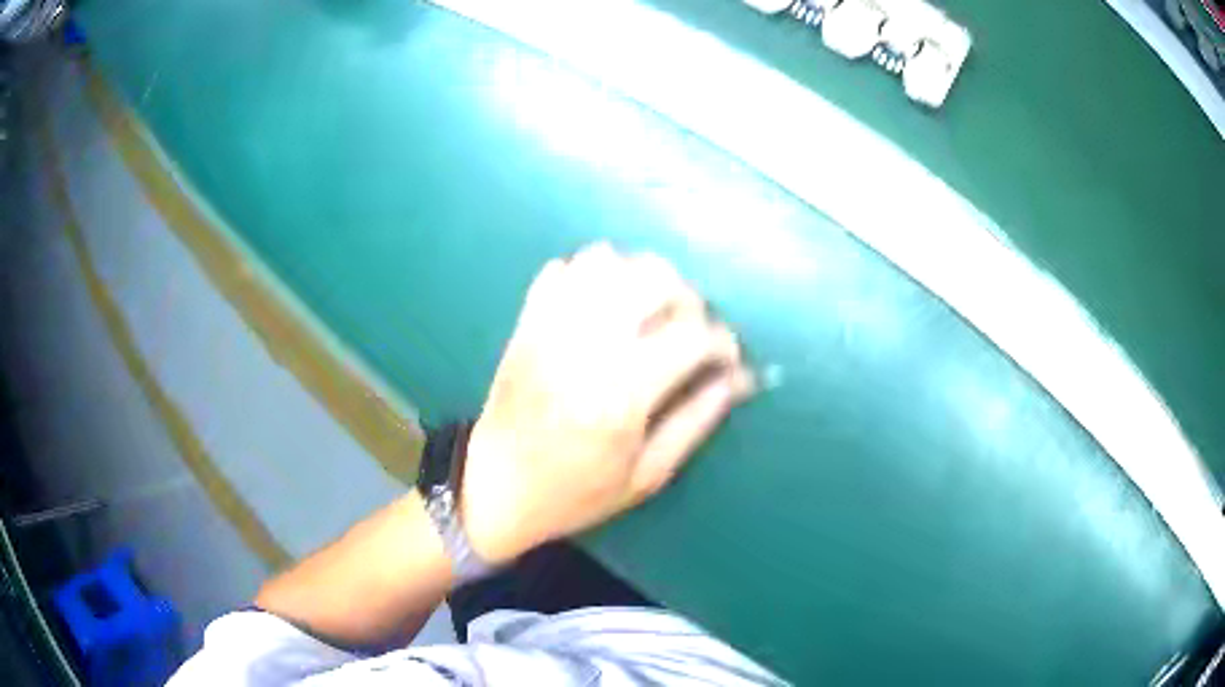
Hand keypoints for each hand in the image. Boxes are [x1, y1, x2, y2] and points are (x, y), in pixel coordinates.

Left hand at [461, 243, 753, 563]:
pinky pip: (563, 268)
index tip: (727, 359)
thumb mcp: (647, 475)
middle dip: (688, 298)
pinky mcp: (526, 321)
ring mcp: (549, 326)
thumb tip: (739, 378)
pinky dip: (592, 276)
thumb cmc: (575, 493)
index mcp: (620, 394)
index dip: (723, 341)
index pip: (691, 334)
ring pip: (607, 260)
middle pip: (653, 278)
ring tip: (648, 313)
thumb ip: (697, 420)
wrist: (494, 488)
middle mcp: (585, 346)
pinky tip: (603, 308)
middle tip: (690, 331)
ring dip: (641, 278)